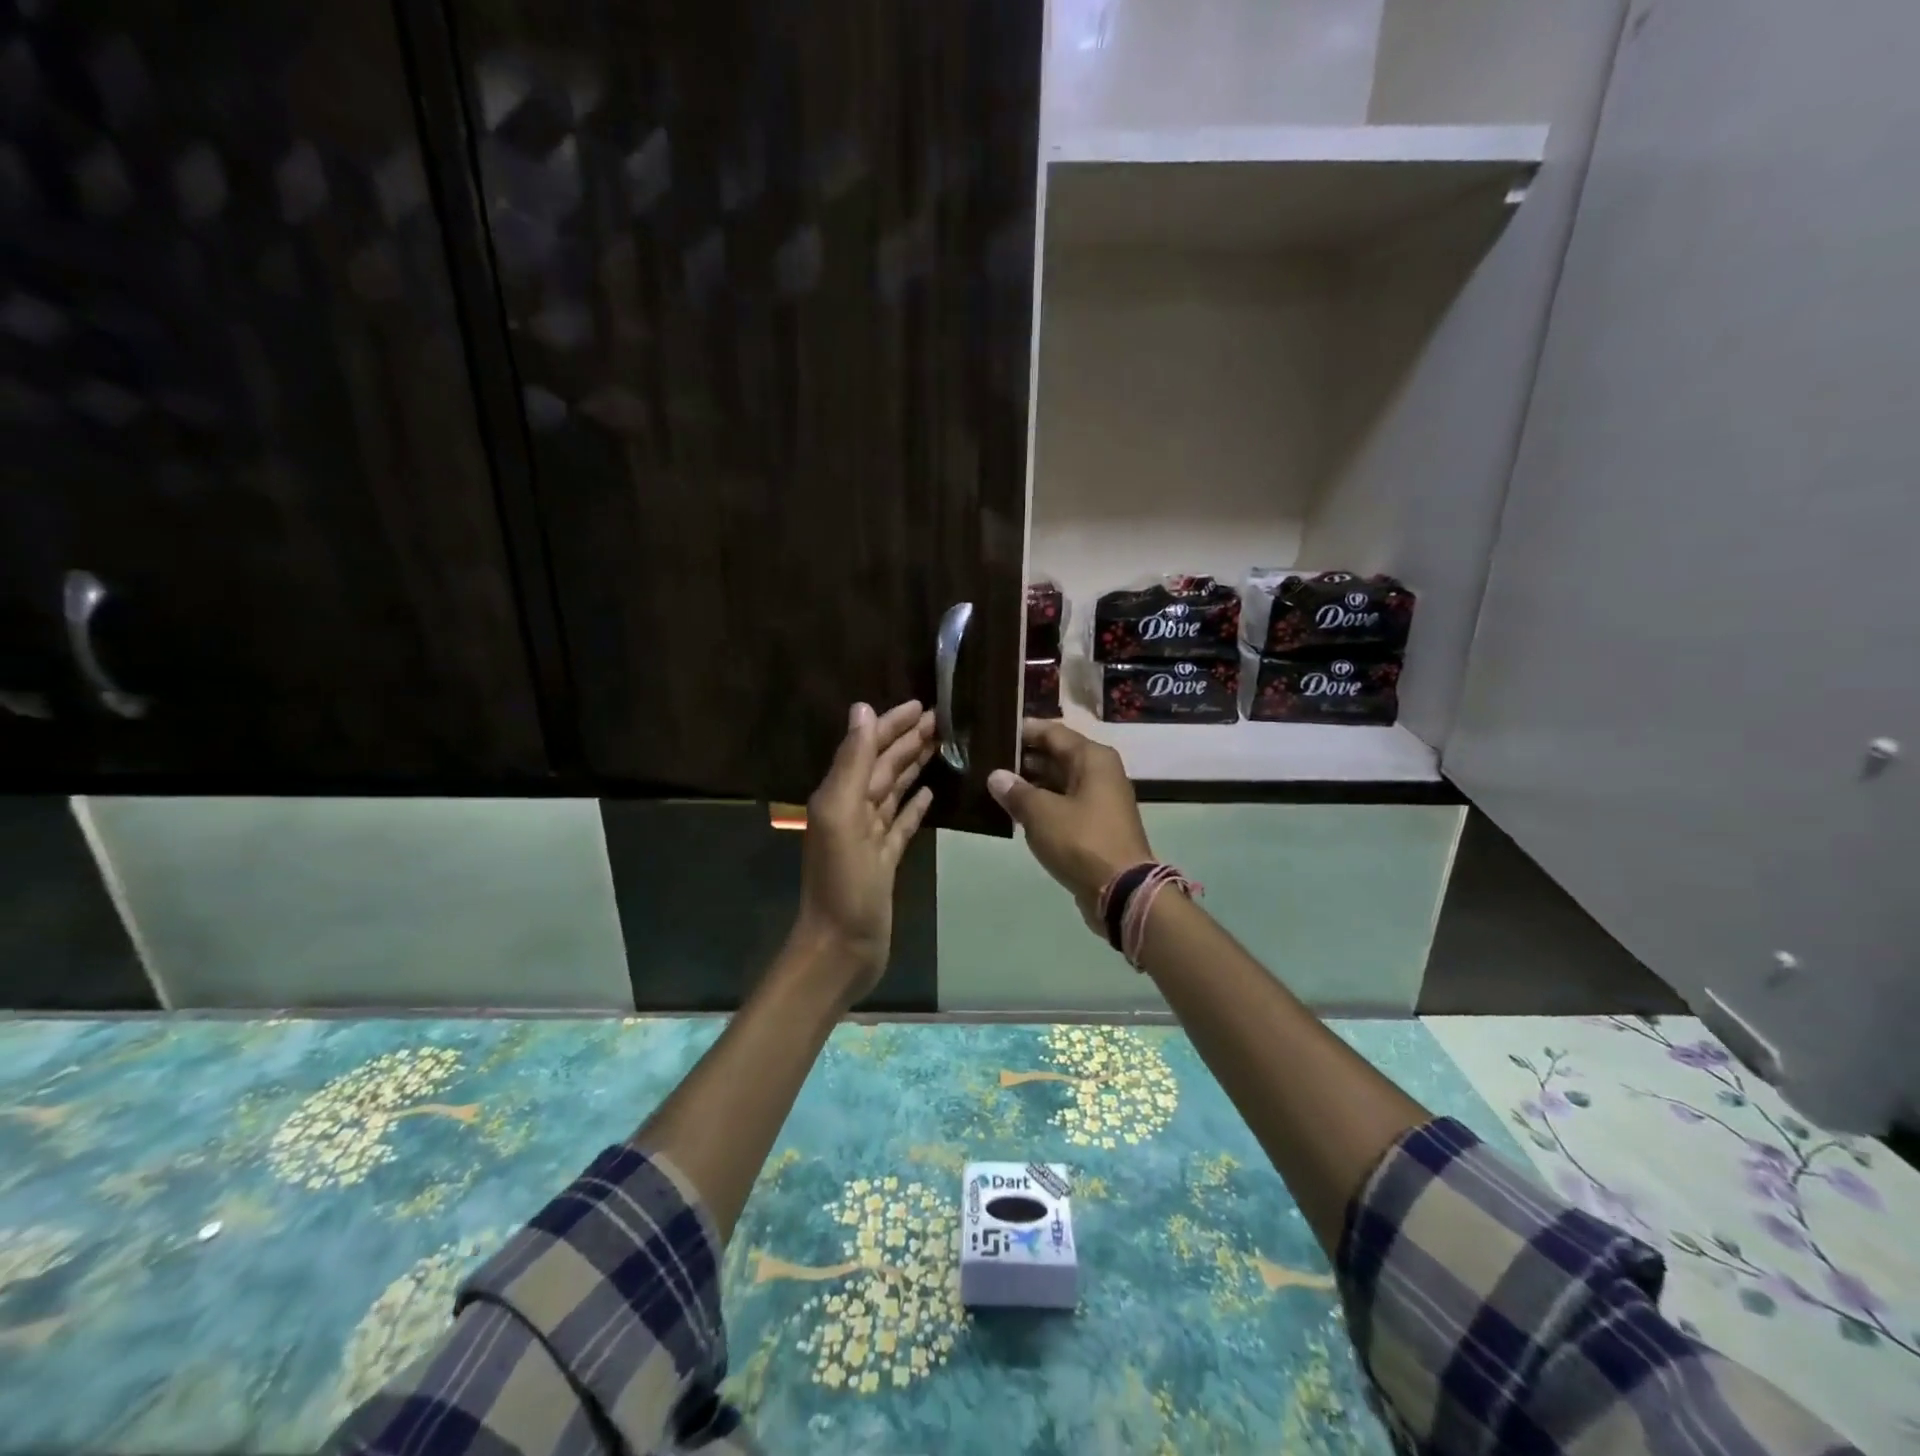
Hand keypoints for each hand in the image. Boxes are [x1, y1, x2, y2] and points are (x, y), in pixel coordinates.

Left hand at [791, 699, 936, 1003]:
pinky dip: (915, 804)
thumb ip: (852, 763)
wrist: (842, 948)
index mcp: (840, 795)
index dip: (892, 724)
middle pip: (884, 765)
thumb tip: (862, 710)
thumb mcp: (841, 816)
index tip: (923, 704)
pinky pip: (902, 822)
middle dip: (909, 740)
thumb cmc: (842, 884)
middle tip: (944, 720)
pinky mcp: (885, 858)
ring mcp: (870, 836)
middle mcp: (853, 809)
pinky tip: (930, 792)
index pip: (868, 747)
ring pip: (894, 789)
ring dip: (914, 765)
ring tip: (942, 745)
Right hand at [988, 719, 1153, 923]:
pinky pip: (1064, 803)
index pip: (1052, 732)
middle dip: (1024, 758)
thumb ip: (1016, 792)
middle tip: (987, 760)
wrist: (1122, 891)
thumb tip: (996, 776)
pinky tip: (1015, 811)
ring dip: (1031, 783)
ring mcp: (1100, 799)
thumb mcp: (1041, 814)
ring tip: (994, 785)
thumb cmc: (1081, 841)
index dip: (1023, 731)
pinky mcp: (1096, 824)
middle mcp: (1100, 772)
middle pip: (1057, 755)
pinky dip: (1042, 804)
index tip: (995, 732)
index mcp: (1092, 758)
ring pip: (1059, 781)